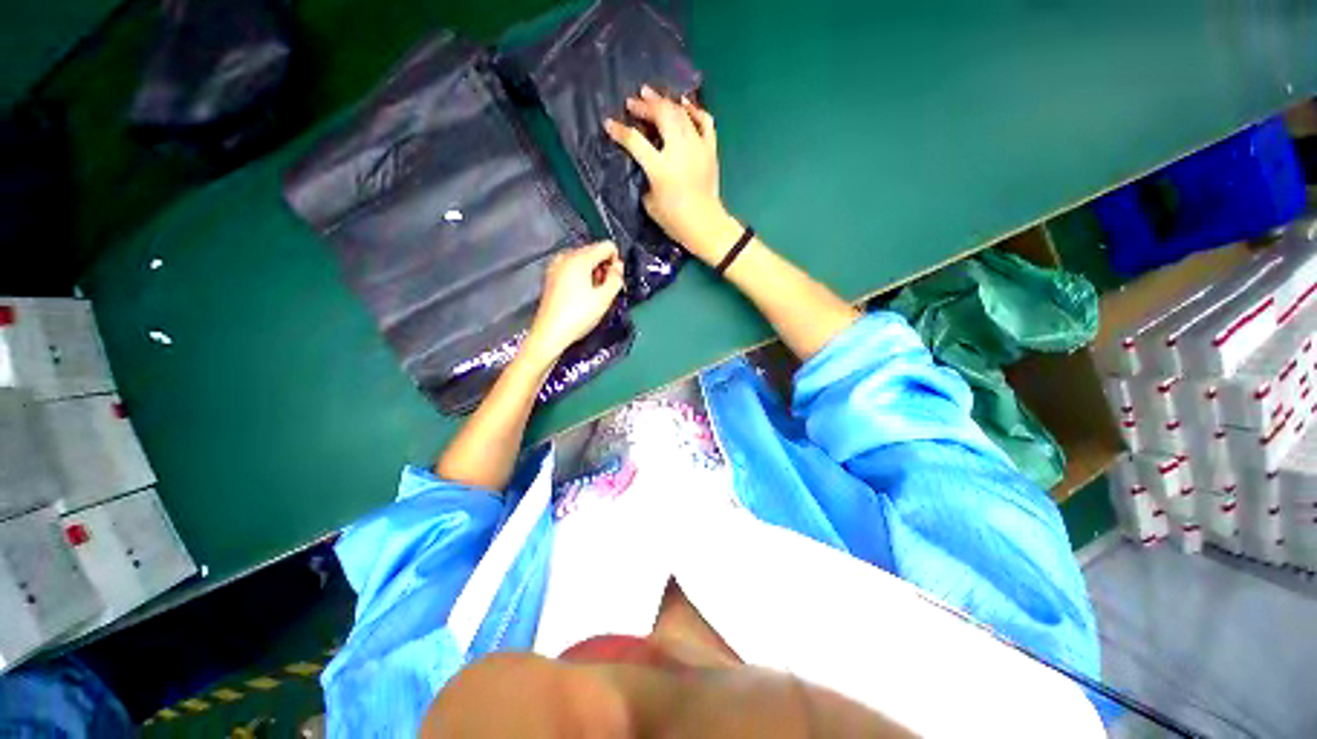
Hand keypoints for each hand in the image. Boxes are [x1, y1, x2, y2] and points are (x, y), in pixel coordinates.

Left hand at [524, 241, 623, 362]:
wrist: (550, 333)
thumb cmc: (579, 315)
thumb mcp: (604, 298)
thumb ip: (616, 278)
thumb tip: (618, 266)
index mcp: (579, 258)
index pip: (607, 246)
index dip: (616, 262)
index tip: (615, 281)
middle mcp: (566, 256)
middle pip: (594, 252)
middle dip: (604, 267)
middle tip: (605, 291)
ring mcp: (556, 266)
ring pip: (584, 261)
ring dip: (593, 273)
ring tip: (593, 295)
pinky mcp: (551, 277)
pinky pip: (573, 269)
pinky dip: (581, 277)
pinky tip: (581, 295)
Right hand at [605, 86, 729, 261]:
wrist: (705, 225)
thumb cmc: (675, 220)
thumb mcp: (650, 203)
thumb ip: (645, 178)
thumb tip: (644, 163)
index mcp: (660, 168)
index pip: (635, 141)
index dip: (620, 131)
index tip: (609, 123)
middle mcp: (679, 151)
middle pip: (661, 115)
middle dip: (644, 105)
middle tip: (633, 102)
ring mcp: (697, 147)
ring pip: (680, 113)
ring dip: (664, 101)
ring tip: (652, 95)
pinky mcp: (710, 149)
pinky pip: (704, 121)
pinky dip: (694, 109)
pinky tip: (684, 104)